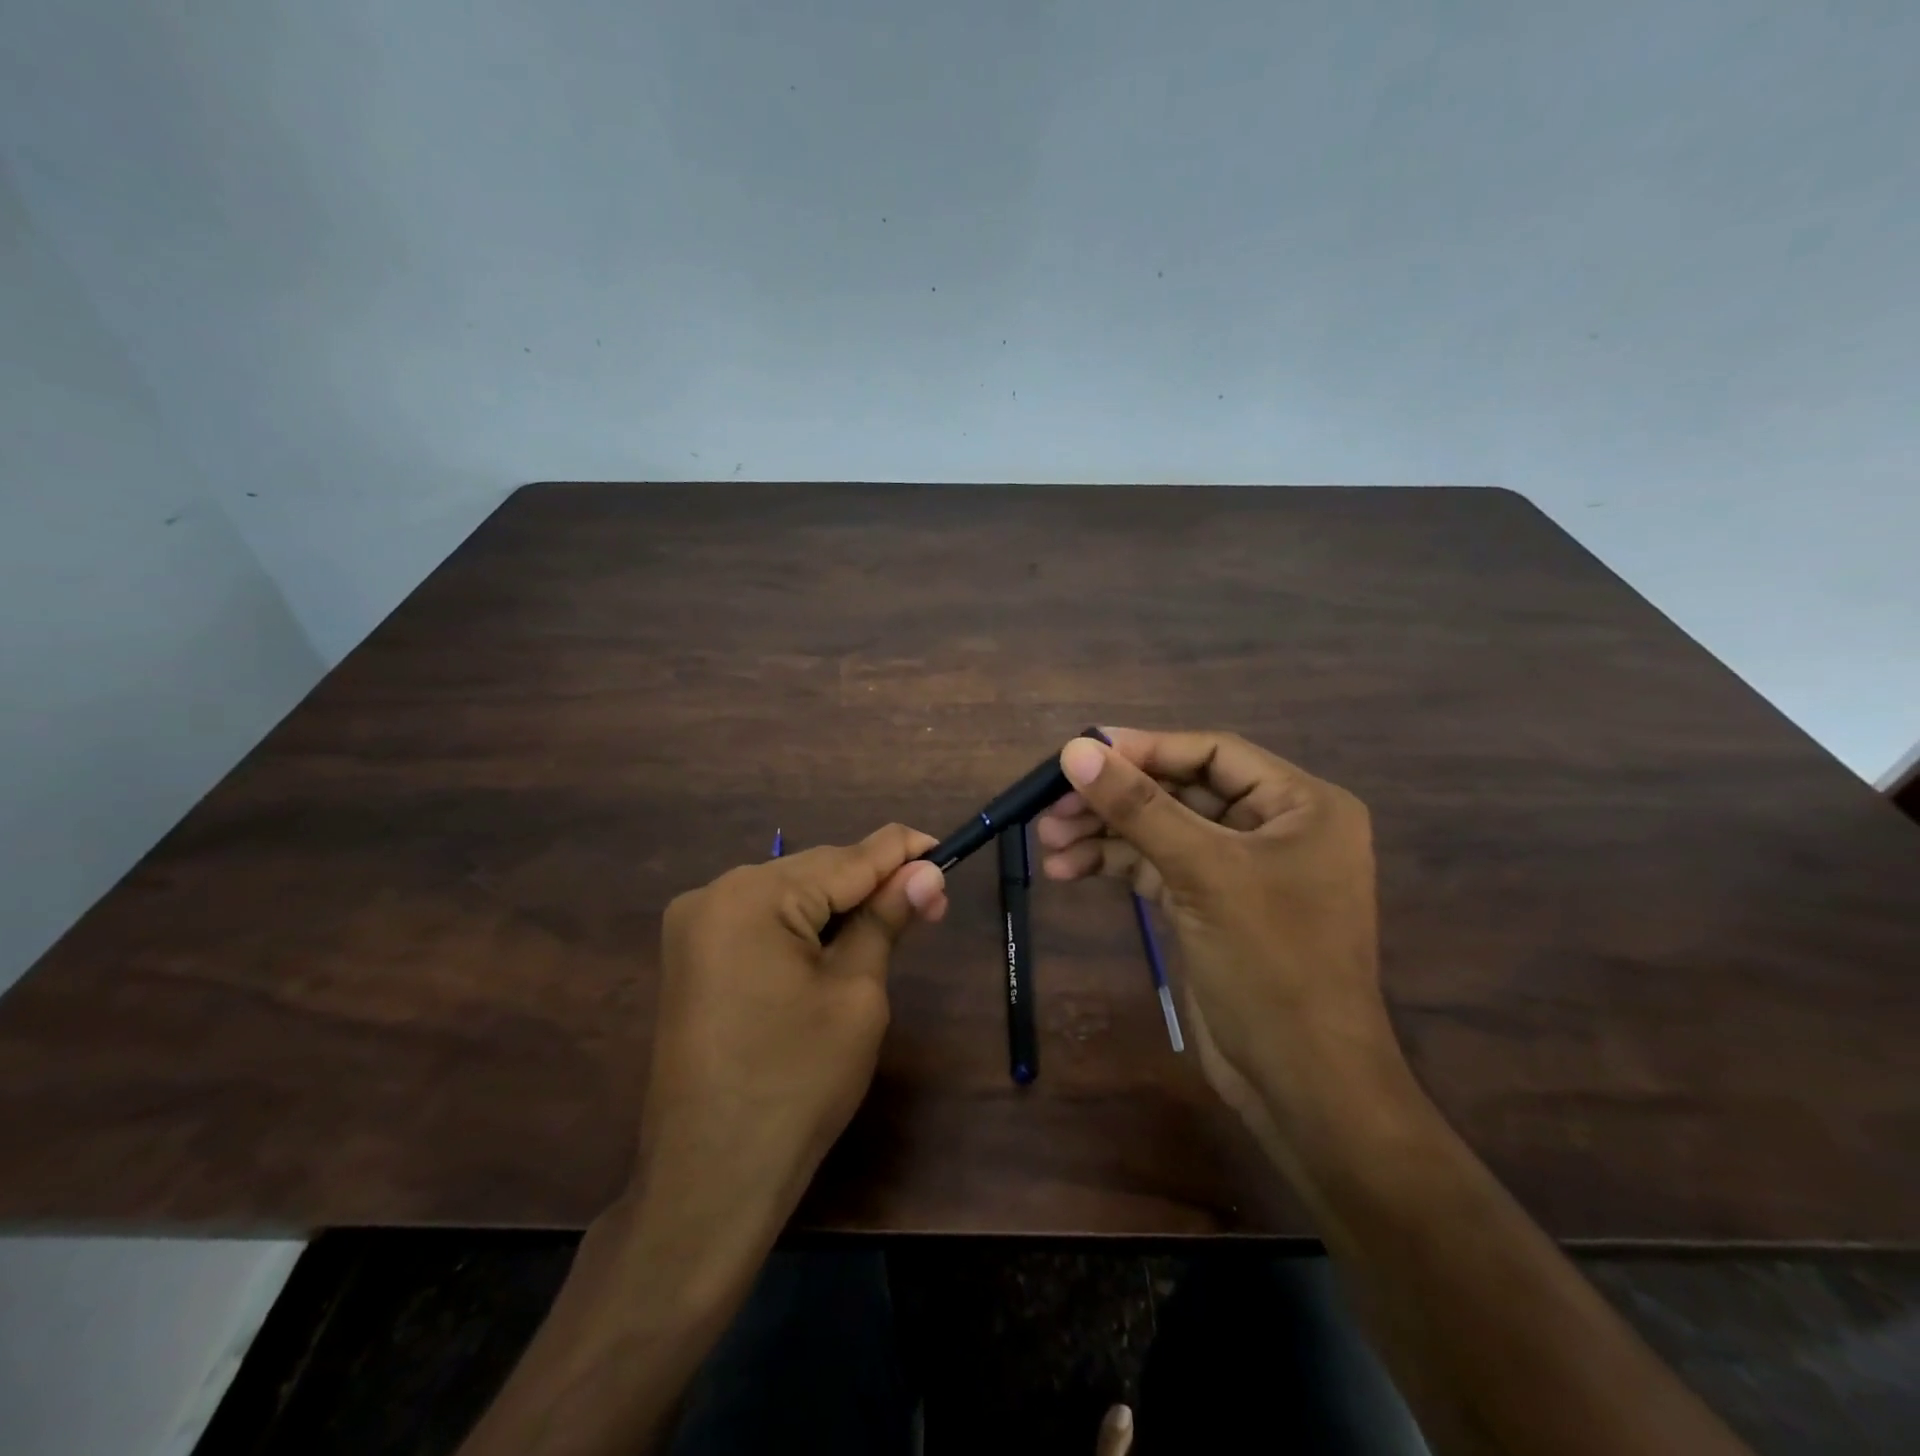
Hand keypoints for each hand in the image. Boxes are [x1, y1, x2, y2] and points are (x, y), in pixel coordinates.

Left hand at [635, 825, 948, 1231]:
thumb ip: (887, 920)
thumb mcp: (857, 994)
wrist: (710, 1178)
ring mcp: (696, 925)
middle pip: (817, 871)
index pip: (848, 857)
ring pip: (791, 893)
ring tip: (893, 924)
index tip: (947, 851)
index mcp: (754, 896)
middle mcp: (715, 893)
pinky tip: (839, 943)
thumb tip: (926, 873)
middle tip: (931, 904)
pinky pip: (764, 920)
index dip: (903, 852)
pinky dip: (807, 925)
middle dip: (874, 882)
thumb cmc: (798, 1084)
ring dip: (842, 904)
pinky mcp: (693, 955)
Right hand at [1036, 728, 1404, 1152]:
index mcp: (1300, 804)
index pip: (1212, 753)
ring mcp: (1240, 868)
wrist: (1302, 1083)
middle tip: (1050, 804)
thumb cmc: (1271, 963)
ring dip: (1105, 832)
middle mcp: (1273, 827)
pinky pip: (1156, 866)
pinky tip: (1067, 869)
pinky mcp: (1210, 904)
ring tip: (1047, 842)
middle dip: (1115, 798)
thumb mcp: (1202, 872)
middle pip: (1179, 790)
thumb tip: (1075, 749)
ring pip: (1161, 830)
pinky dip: (1114, 864)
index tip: (1080, 751)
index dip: (1144, 748)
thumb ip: (1138, 806)